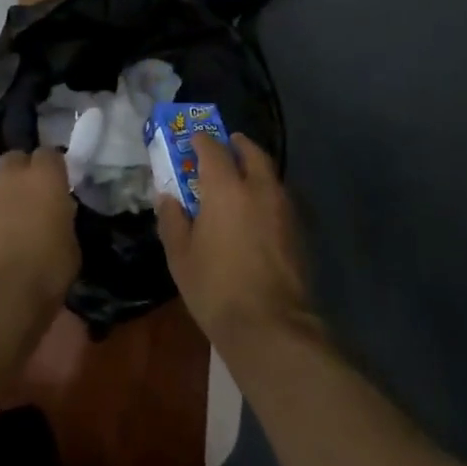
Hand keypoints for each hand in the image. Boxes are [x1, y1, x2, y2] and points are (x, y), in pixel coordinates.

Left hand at [0, 148, 79, 311]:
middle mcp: (10, 180)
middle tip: (34, 197)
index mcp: (44, 179)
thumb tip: (57, 217)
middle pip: (15, 159)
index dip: (54, 167)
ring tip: (12, 228)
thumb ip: (63, 222)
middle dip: (23, 172)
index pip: (50, 154)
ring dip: (2, 200)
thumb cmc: (44, 273)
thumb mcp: (71, 248)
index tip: (60, 184)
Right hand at [156, 133, 315, 351]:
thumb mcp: (181, 256)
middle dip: (238, 145)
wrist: (270, 325)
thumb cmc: (216, 288)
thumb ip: (173, 220)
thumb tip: (168, 198)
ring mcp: (284, 208)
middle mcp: (259, 188)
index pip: (213, 150)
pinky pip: (280, 197)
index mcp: (226, 188)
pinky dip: (267, 193)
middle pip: (252, 153)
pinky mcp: (299, 230)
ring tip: (241, 178)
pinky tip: (257, 211)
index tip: (193, 140)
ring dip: (256, 168)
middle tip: (226, 146)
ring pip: (271, 174)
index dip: (202, 141)